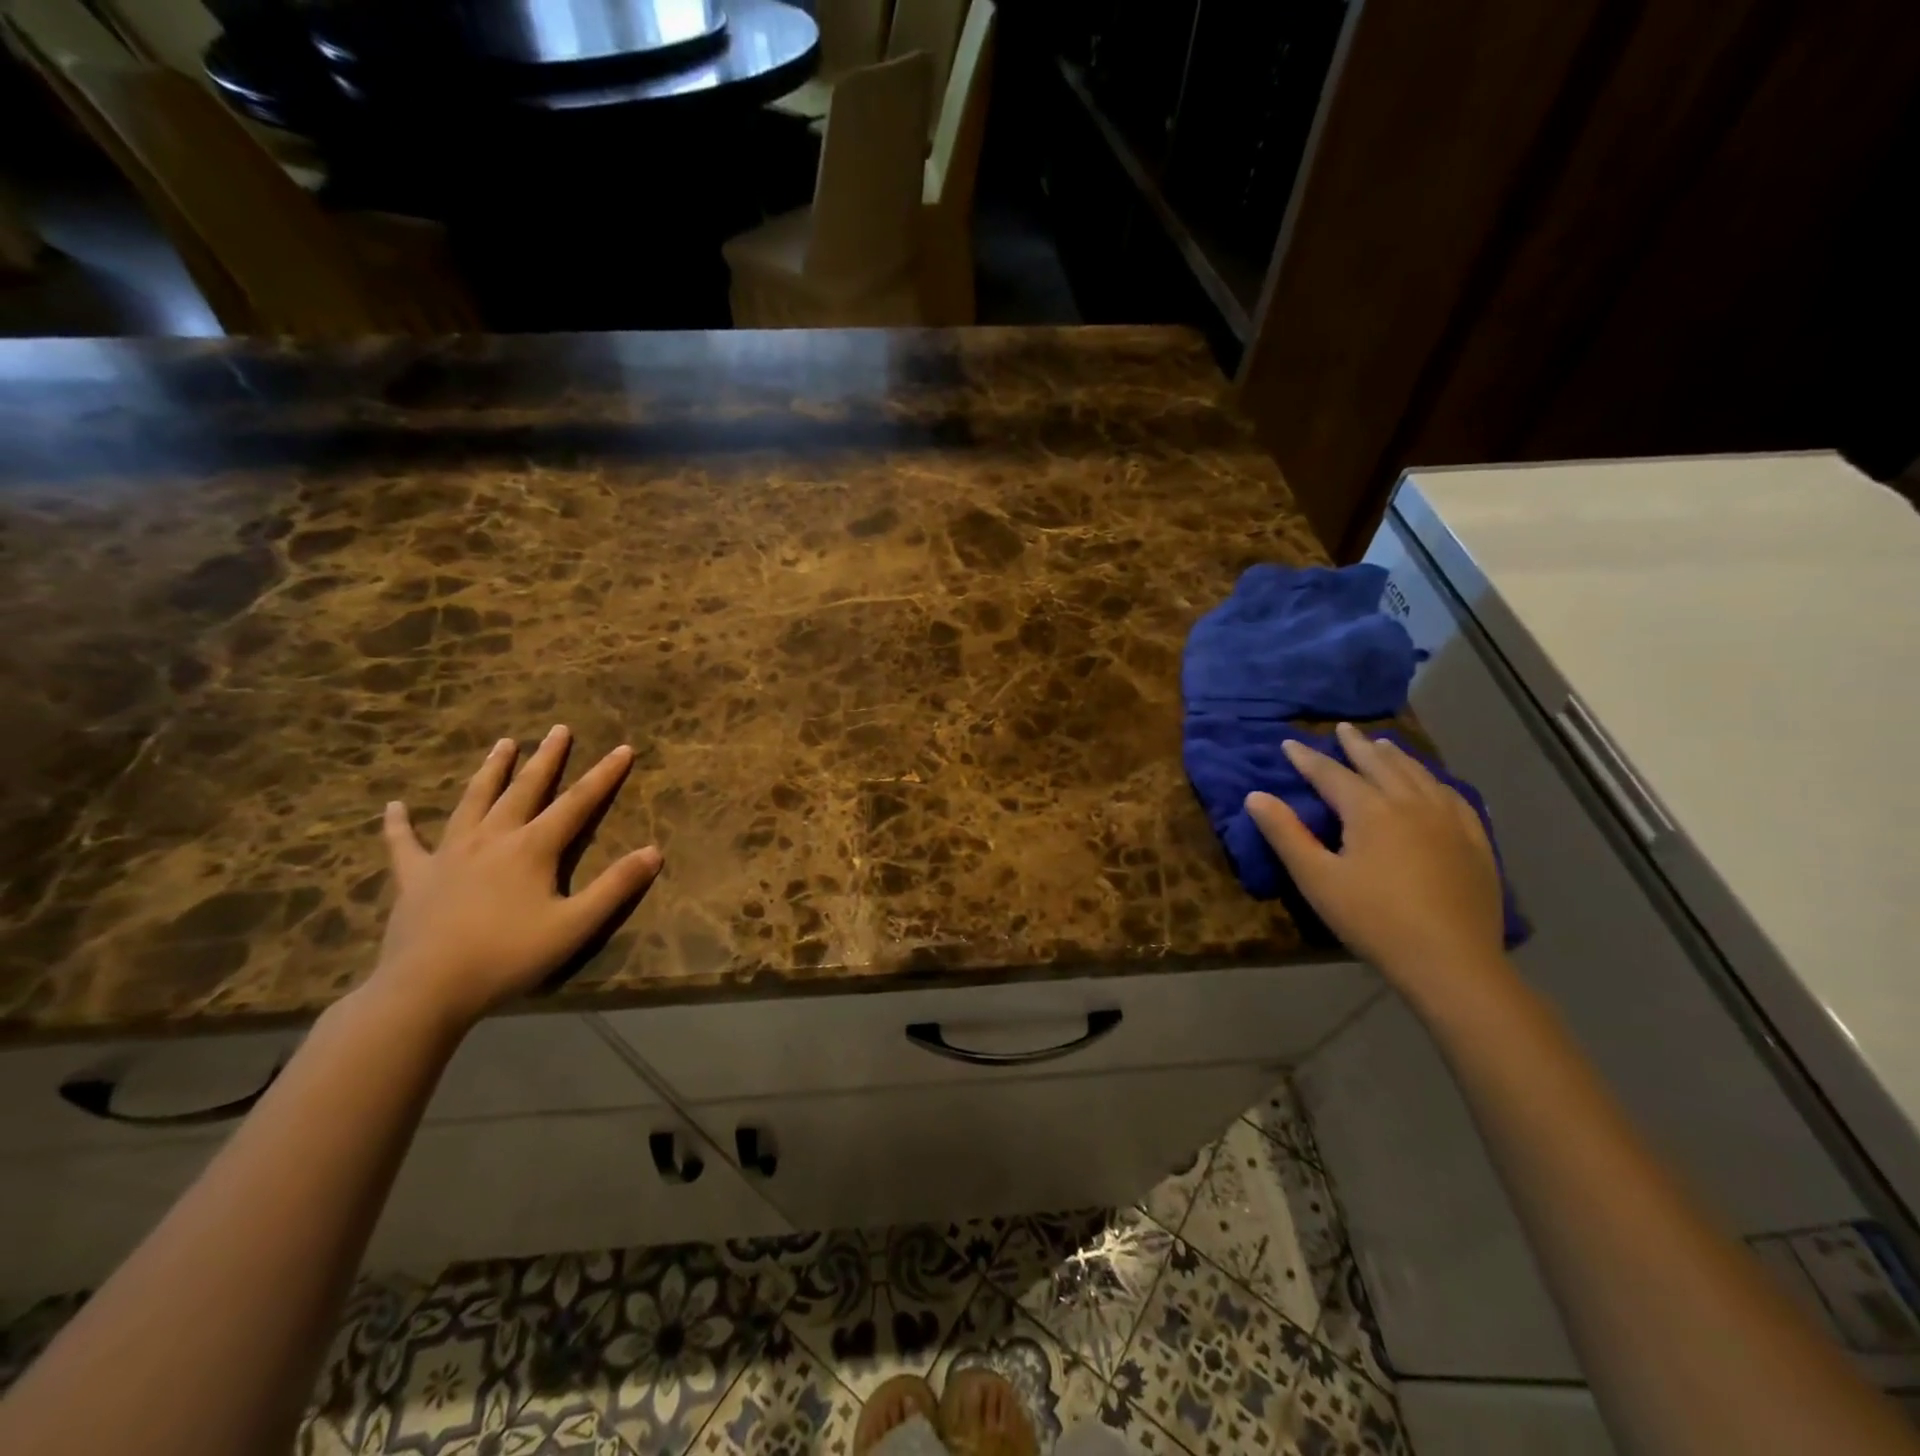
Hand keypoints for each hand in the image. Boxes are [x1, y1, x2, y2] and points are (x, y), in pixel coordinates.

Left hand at [366, 725, 662, 1029]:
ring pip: (473, 801)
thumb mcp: (575, 926)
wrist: (426, 989)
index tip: (622, 748)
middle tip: (558, 729)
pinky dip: (398, 824)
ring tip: (503, 744)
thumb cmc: (508, 956)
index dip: (603, 775)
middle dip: (546, 758)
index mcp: (532, 848)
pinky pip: (404, 844)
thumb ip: (616, 887)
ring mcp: (449, 854)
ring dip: (491, 771)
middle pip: (524, 789)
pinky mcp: (415, 877)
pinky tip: (393, 806)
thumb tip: (655, 852)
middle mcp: (492, 838)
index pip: (577, 803)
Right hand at [1245, 722, 1503, 997]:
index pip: (1331, 774)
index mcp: (1370, 810)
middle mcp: (1411, 804)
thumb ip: (1285, 834)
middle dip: (1356, 746)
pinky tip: (1435, 785)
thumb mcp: (1317, 879)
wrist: (1451, 962)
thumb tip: (1255, 796)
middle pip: (1380, 765)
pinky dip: (1436, 782)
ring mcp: (1450, 821)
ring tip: (1384, 745)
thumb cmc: (1374, 920)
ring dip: (1397, 757)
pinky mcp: (1475, 843)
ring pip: (1419, 775)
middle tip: (1342, 728)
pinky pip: (1455, 798)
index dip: (1307, 758)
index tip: (1289, 743)